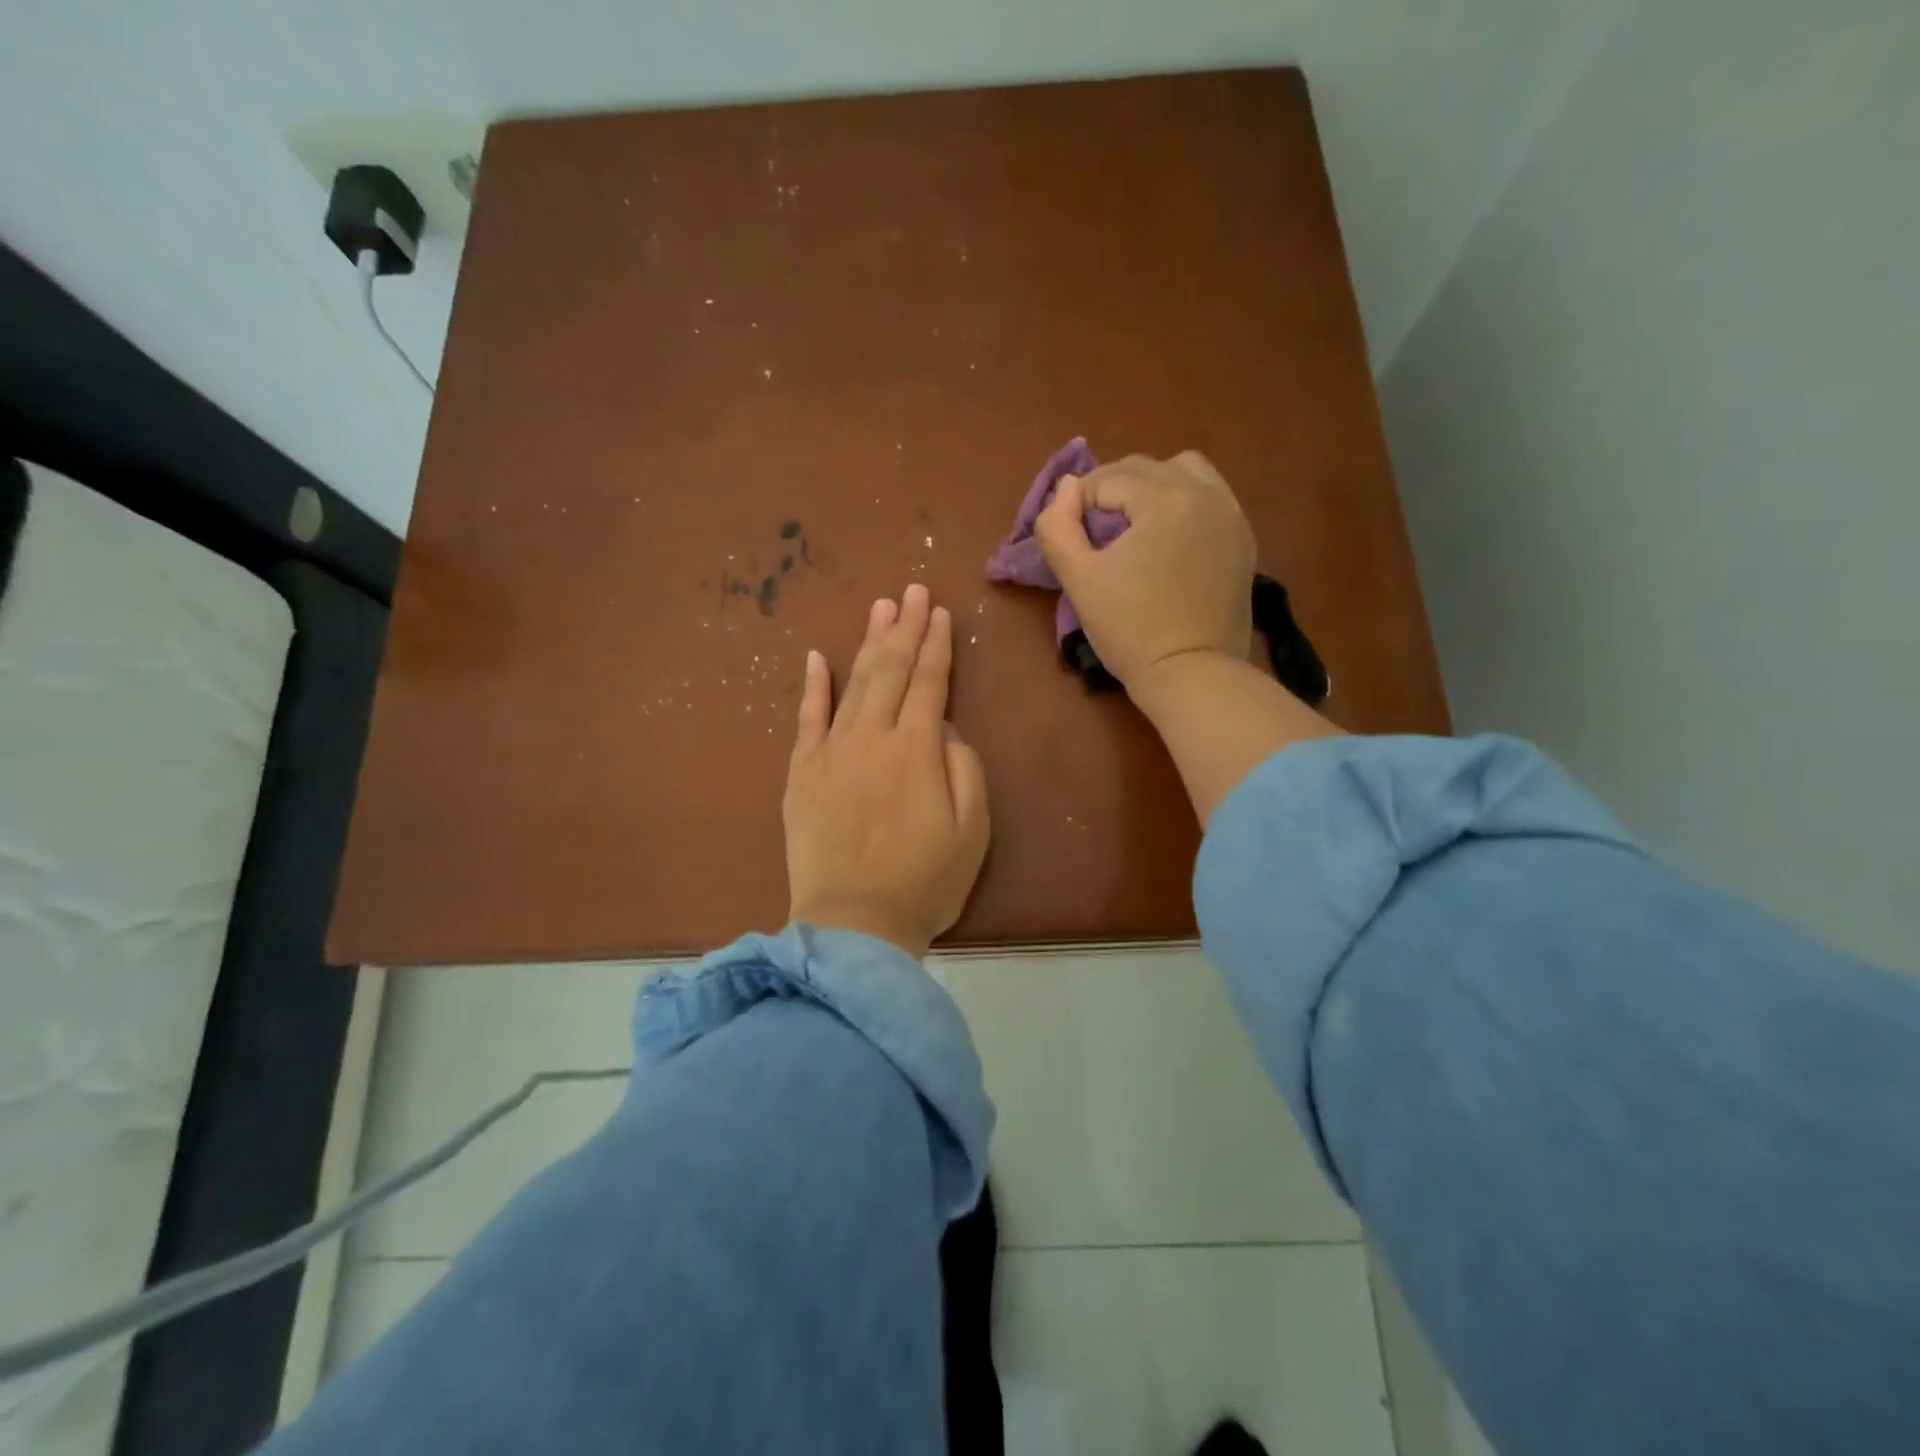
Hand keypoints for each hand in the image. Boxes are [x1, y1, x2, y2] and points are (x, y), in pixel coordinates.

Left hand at [784, 583, 990, 957]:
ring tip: (880, 608)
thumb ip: (965, 768)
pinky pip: (807, 719)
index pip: (930, 682)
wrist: (854, 924)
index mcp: (917, 749)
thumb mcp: (973, 829)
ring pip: (853, 683)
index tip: (940, 612)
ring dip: (868, 643)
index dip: (937, 645)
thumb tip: (946, 730)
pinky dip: (812, 686)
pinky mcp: (801, 773)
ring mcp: (831, 752)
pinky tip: (816, 656)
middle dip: (905, 628)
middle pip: (891, 670)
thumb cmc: (925, 881)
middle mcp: (872, 737)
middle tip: (912, 591)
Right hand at [1034, 451, 1255, 690]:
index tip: (1071, 539)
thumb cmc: (1130, 630)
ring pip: (1183, 471)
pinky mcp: (1242, 539)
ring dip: (1151, 487)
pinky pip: (1210, 496)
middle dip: (1112, 491)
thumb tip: (1067, 487)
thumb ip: (1057, 527)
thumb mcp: (1079, 580)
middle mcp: (1205, 493)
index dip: (1079, 505)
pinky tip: (1167, 536)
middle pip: (1145, 468)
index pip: (1108, 479)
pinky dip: (1183, 502)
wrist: (1191, 675)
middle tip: (1093, 532)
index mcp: (1165, 500)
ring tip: (1134, 525)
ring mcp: (1230, 514)